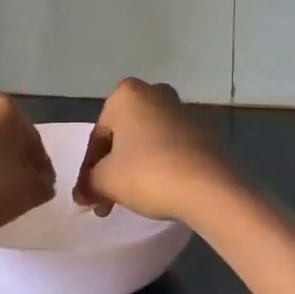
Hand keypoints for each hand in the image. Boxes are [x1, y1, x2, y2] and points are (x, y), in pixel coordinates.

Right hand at [72, 79, 236, 223]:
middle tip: (105, 201)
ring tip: (128, 201)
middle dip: (112, 168)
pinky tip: (157, 191)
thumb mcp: (106, 180)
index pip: (98, 136)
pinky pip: (170, 148)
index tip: (86, 197)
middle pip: (123, 136)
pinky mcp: (204, 131)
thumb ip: (89, 182)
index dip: (88, 170)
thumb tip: (84, 193)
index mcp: (127, 94)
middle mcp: (155, 93)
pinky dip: (159, 166)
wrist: (209, 188)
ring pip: (146, 142)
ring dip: (134, 169)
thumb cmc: (149, 173)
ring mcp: (183, 111)